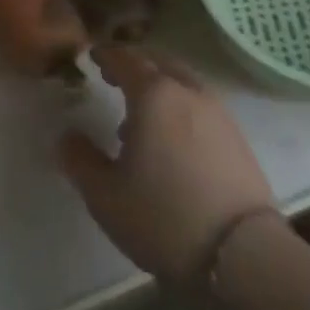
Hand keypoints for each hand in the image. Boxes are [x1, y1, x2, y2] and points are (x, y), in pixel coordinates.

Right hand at [60, 47, 275, 285]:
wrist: (242, 255)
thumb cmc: (164, 218)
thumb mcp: (105, 195)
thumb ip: (80, 160)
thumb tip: (66, 136)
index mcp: (153, 94)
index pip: (126, 59)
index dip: (107, 54)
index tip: (93, 56)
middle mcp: (187, 92)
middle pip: (159, 62)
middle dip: (135, 64)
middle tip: (114, 77)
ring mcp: (218, 112)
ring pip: (183, 82)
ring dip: (160, 86)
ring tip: (140, 115)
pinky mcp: (237, 137)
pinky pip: (200, 104)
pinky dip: (180, 105)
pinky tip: (171, 139)